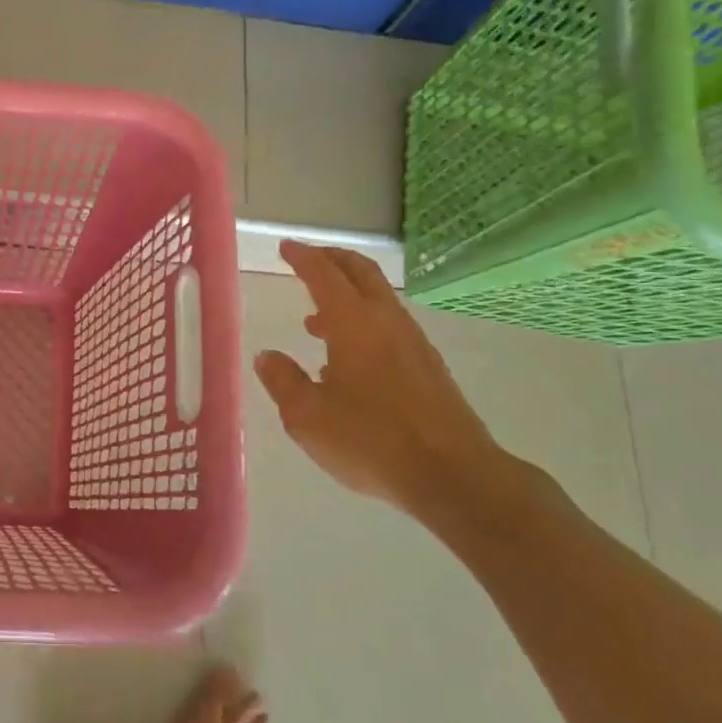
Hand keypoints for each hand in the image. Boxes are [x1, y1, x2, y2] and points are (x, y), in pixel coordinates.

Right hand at [253, 241, 513, 514]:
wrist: (454, 475)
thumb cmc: (371, 440)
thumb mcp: (308, 417)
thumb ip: (283, 381)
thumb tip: (267, 356)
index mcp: (353, 323)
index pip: (324, 275)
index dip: (303, 257)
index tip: (286, 247)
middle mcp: (386, 321)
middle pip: (361, 272)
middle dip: (333, 259)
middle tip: (309, 258)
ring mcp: (414, 342)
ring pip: (378, 299)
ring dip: (348, 294)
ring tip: (315, 319)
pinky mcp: (429, 367)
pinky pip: (390, 326)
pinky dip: (364, 321)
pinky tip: (349, 359)